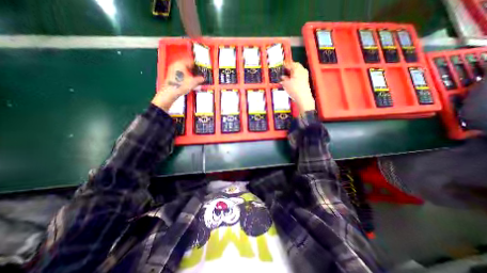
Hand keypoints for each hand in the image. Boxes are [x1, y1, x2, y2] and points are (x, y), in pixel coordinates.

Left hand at [151, 59, 204, 111]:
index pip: (191, 62)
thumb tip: (203, 78)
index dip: (197, 66)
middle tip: (199, 74)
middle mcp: (175, 65)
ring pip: (183, 69)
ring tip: (194, 78)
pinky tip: (188, 81)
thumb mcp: (193, 82)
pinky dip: (185, 76)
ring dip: (189, 73)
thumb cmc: (180, 85)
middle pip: (187, 65)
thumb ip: (199, 79)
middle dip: (193, 70)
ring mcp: (172, 70)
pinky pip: (180, 73)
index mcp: (181, 63)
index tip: (201, 69)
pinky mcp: (171, 75)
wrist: (171, 92)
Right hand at [282, 61, 315, 112]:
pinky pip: (299, 75)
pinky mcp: (305, 81)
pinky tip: (291, 79)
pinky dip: (295, 76)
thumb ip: (283, 79)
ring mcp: (305, 75)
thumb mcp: (286, 84)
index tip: (282, 65)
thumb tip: (282, 77)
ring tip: (287, 74)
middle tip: (284, 69)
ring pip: (298, 71)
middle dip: (290, 67)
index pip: (291, 64)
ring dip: (293, 72)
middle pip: (296, 66)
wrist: (303, 97)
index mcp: (297, 69)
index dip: (286, 64)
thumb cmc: (294, 89)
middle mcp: (302, 70)